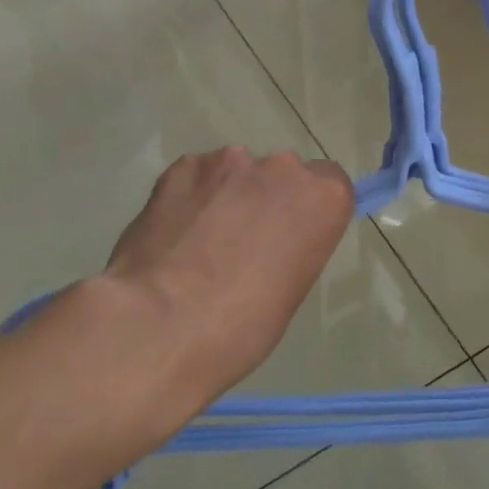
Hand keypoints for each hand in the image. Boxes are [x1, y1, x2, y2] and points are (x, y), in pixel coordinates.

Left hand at [97, 146, 354, 402]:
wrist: (158, 325)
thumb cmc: (240, 328)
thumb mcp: (290, 292)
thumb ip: (292, 246)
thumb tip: (271, 241)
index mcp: (322, 199)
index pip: (330, 184)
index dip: (309, 210)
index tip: (292, 236)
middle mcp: (282, 167)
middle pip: (282, 174)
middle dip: (267, 199)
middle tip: (242, 243)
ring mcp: (229, 161)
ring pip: (236, 172)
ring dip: (227, 195)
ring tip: (199, 241)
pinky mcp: (183, 166)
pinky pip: (196, 176)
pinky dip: (191, 197)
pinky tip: (173, 232)